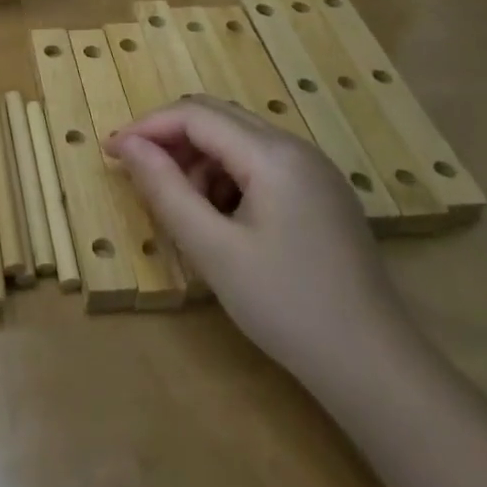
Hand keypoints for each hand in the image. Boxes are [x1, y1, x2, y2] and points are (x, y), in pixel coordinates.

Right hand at [108, 96, 407, 379]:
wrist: (376, 370)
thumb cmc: (287, 307)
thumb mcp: (213, 249)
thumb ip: (165, 189)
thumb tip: (127, 145)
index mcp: (273, 154)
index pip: (196, 115)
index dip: (148, 127)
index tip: (110, 151)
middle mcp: (296, 147)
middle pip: (218, 118)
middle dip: (171, 139)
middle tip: (138, 174)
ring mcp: (314, 170)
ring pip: (238, 140)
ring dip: (199, 160)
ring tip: (184, 209)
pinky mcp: (322, 194)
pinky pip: (261, 163)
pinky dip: (227, 177)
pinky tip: (221, 220)